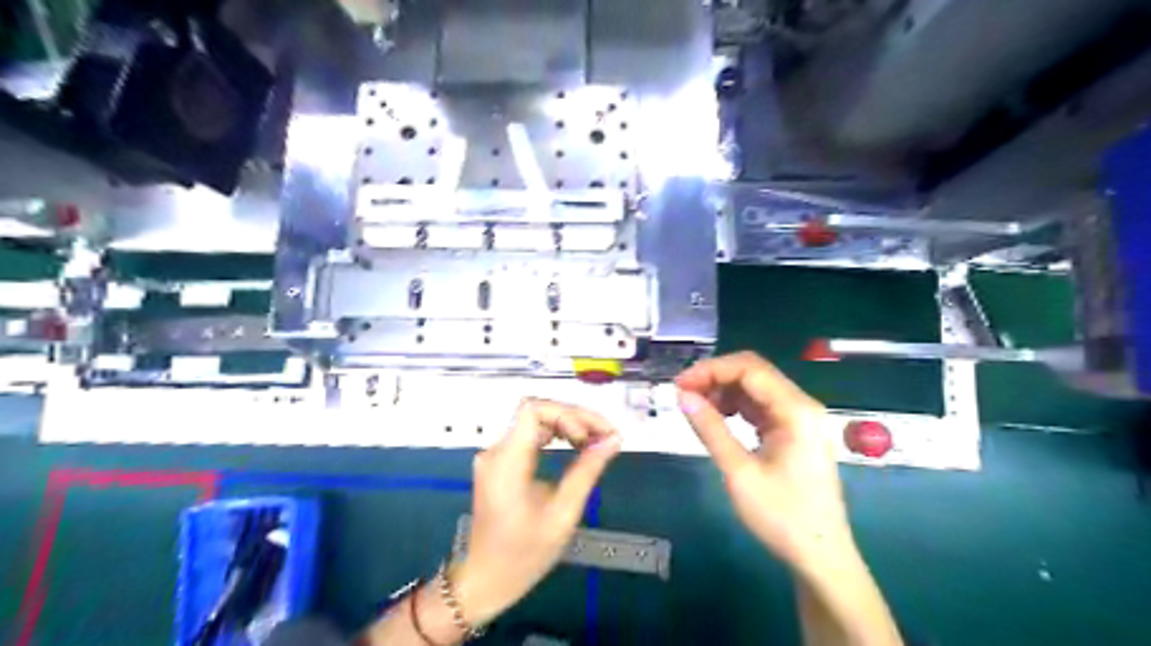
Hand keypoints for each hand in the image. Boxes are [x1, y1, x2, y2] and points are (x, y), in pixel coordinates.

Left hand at [449, 398, 619, 624]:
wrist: (485, 579)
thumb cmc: (524, 553)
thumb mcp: (563, 514)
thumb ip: (587, 471)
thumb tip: (612, 440)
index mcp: (507, 461)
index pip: (534, 409)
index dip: (567, 414)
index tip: (593, 436)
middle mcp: (496, 450)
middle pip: (537, 412)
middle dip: (575, 418)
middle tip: (606, 436)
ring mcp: (495, 455)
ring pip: (535, 421)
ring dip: (567, 424)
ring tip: (596, 441)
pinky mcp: (499, 462)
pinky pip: (529, 436)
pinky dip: (555, 435)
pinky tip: (576, 446)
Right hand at [676, 352, 853, 566]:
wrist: (820, 556)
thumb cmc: (782, 516)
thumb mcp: (739, 472)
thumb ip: (710, 429)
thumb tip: (682, 396)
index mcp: (796, 410)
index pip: (749, 368)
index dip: (711, 370)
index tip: (679, 385)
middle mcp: (801, 405)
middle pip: (754, 373)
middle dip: (715, 377)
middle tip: (682, 394)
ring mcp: (799, 418)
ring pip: (755, 388)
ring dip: (723, 391)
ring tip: (695, 407)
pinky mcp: (793, 431)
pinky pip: (760, 406)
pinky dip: (735, 406)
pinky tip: (716, 418)